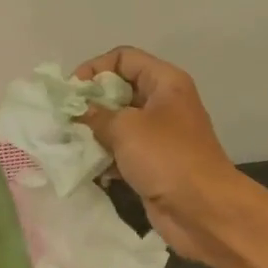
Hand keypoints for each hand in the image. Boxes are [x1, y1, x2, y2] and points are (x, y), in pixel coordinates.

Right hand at [73, 46, 242, 263]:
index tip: (71, 92)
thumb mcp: (126, 128)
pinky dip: (105, 157)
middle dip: (91, 103)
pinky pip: (123, 152)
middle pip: (120, 90)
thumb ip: (96, 115)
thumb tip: (77, 111)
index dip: (95, 69)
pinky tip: (87, 168)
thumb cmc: (166, 157)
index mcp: (165, 82)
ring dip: (95, 132)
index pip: (123, 59)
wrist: (202, 209)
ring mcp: (160, 136)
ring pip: (120, 124)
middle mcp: (164, 103)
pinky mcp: (154, 164)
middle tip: (65, 119)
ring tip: (69, 143)